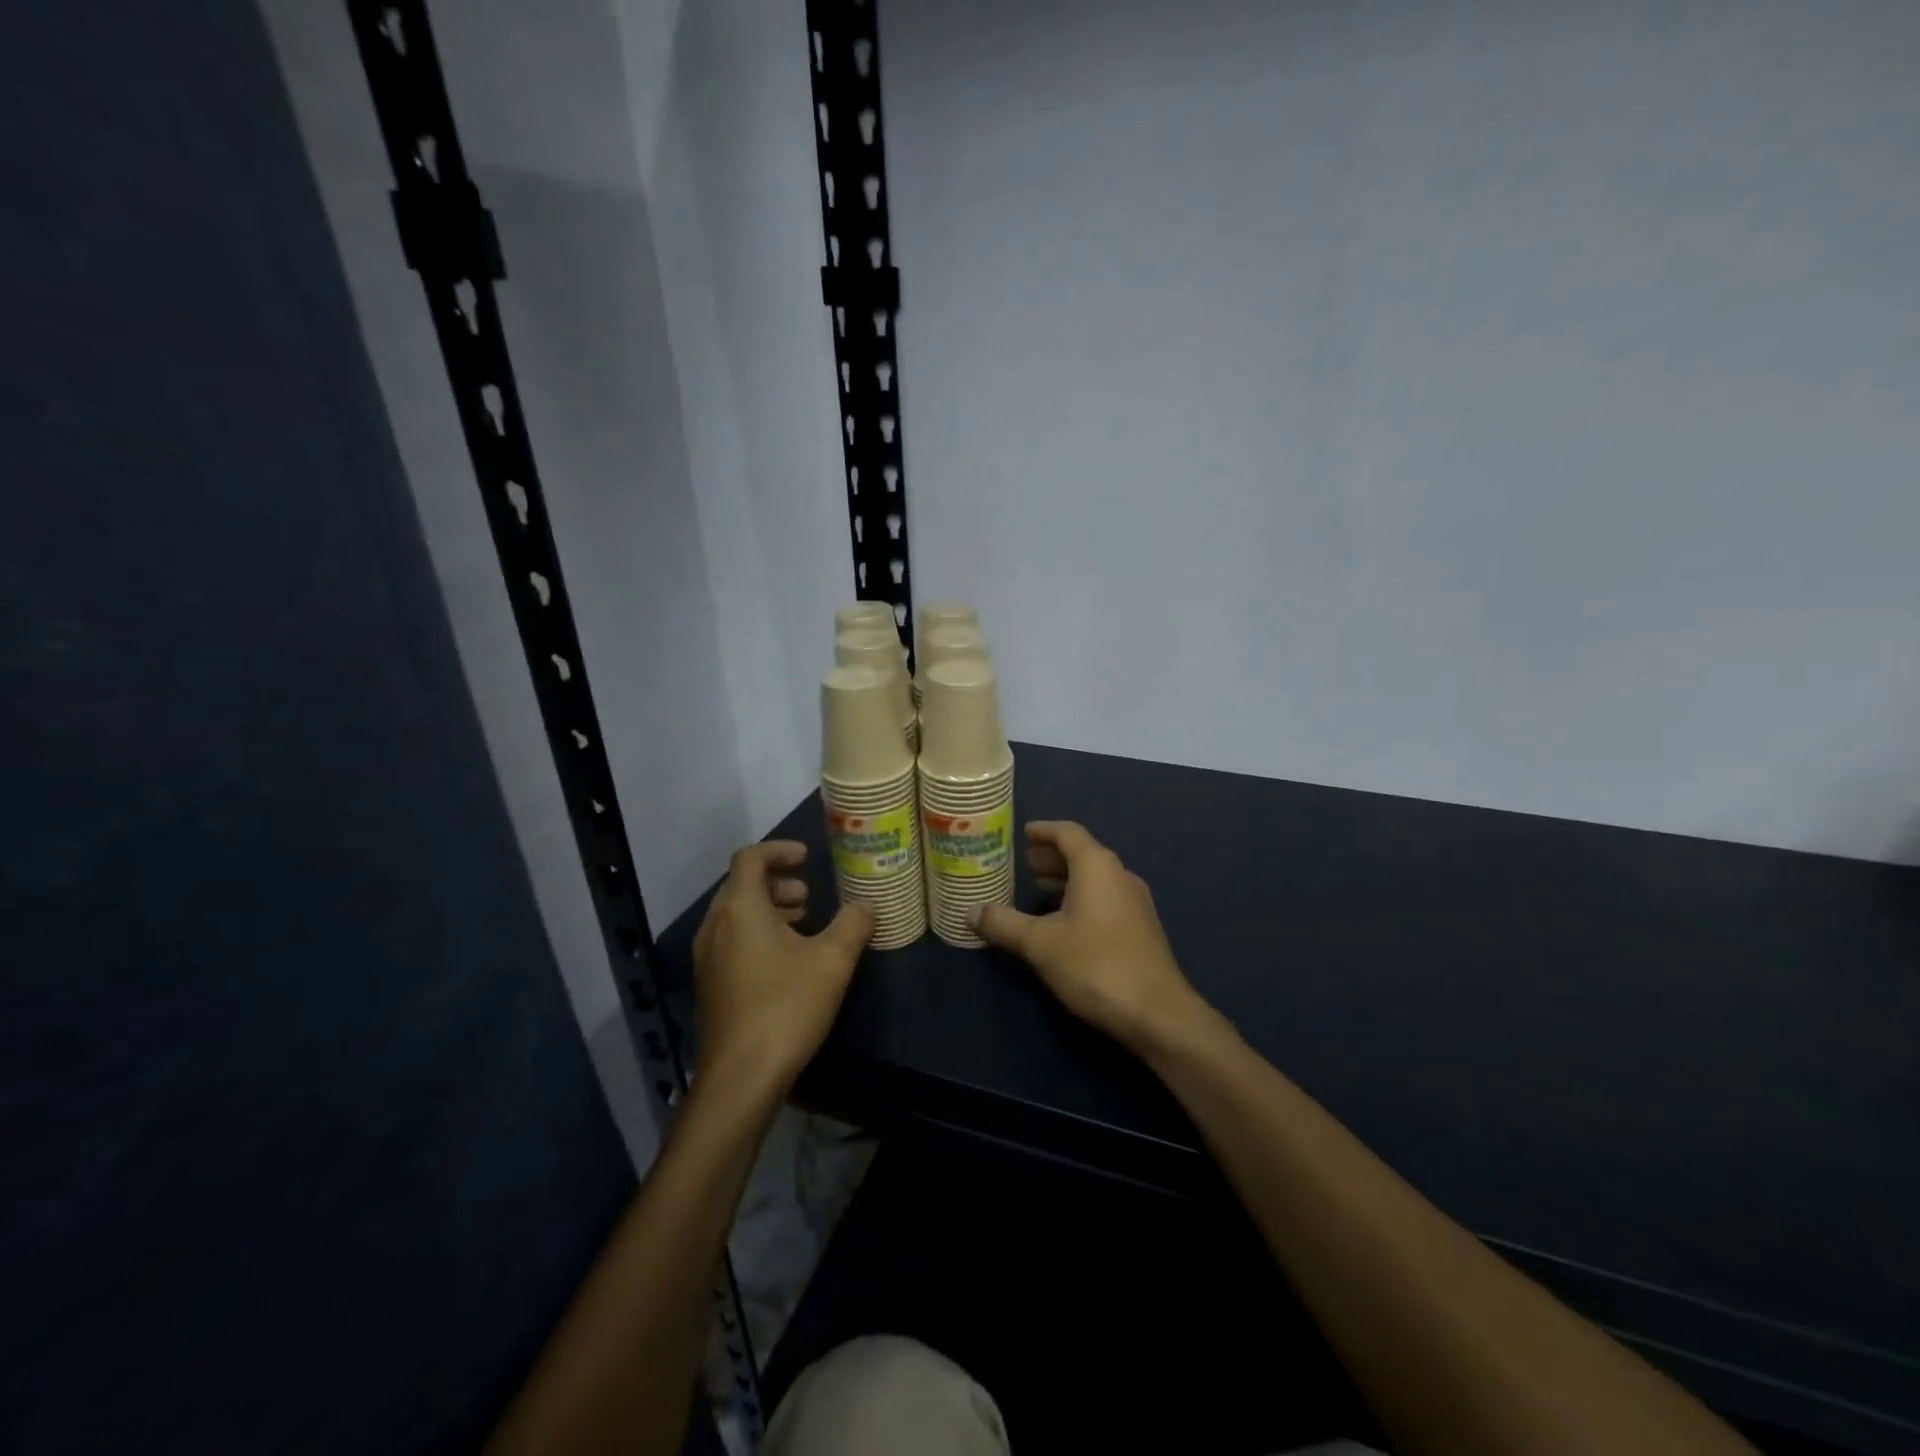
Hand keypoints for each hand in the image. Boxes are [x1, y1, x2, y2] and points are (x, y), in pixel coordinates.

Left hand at [693, 842, 872, 1096]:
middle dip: (778, 882)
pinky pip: (732, 940)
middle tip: (810, 895)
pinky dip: (759, 933)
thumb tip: (866, 906)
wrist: (740, 1078)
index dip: (779, 850)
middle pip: (741, 885)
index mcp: (740, 909)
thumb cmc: (786, 1007)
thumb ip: (853, 924)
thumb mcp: (832, 961)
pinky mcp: (711, 985)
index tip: (808, 857)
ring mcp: (708, 958)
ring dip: (769, 909)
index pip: (750, 858)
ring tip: (804, 923)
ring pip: (736, 915)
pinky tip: (788, 960)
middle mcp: (716, 927)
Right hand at [977, 822, 1210, 1056]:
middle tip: (1024, 862)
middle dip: (1053, 855)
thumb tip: (971, 911)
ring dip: (1067, 878)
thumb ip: (1004, 923)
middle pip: (1083, 853)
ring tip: (1038, 888)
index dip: (1044, 830)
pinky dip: (1081, 897)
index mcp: (1097, 866)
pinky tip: (1064, 921)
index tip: (1023, 833)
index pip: (1068, 833)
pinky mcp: (1141, 928)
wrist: (1157, 1013)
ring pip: (1096, 878)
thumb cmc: (1095, 965)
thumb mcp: (1040, 944)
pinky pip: (1106, 898)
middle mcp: (1120, 875)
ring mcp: (1136, 902)